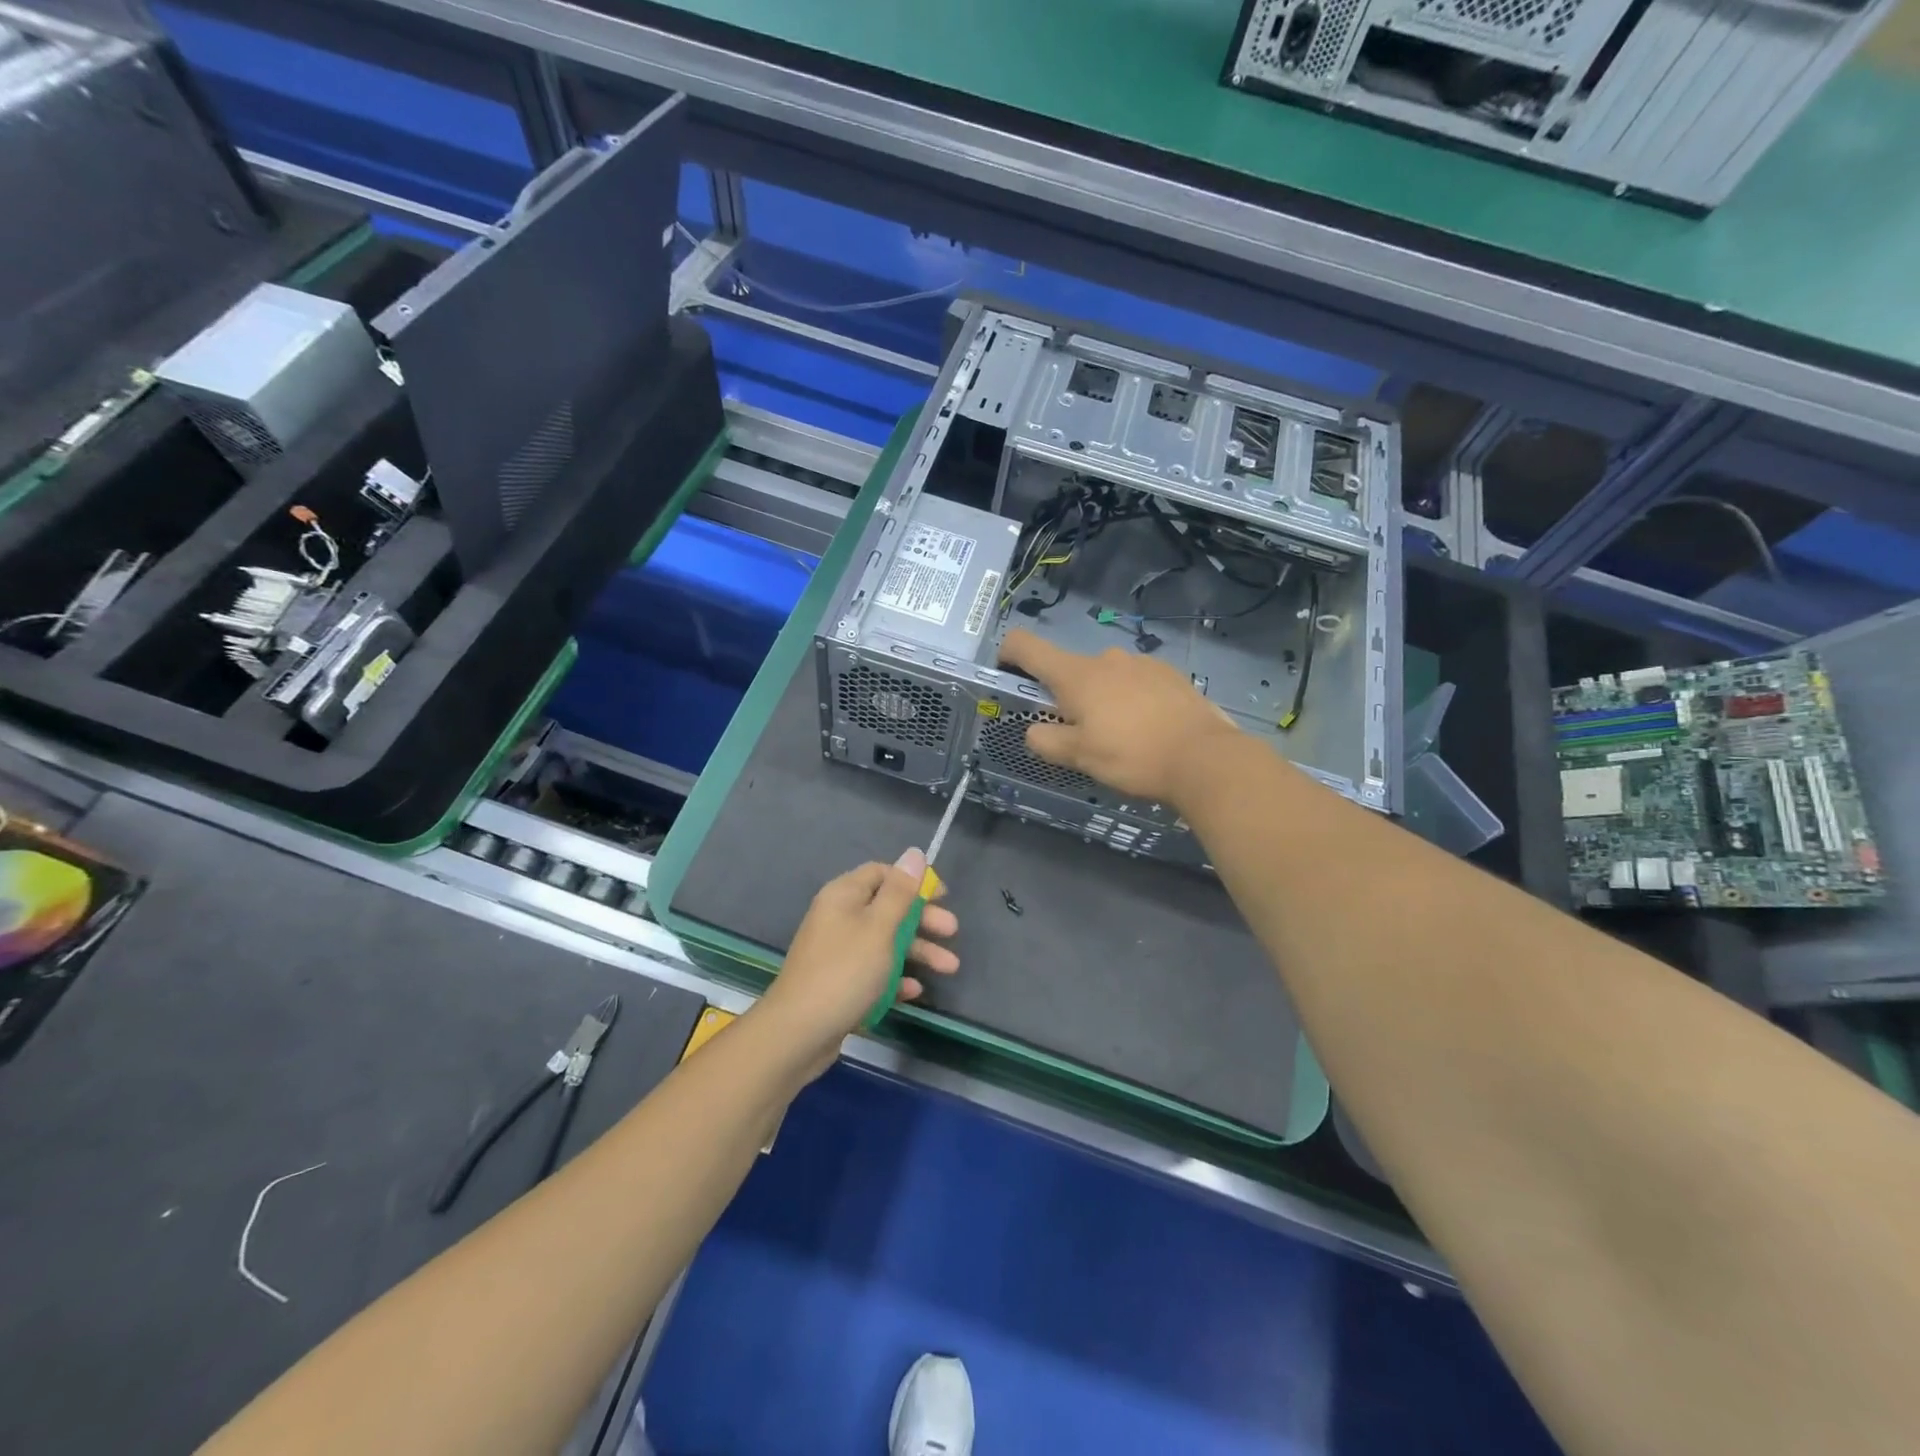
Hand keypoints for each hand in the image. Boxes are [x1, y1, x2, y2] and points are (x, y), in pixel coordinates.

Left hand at [757, 849, 959, 1074]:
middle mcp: (839, 918)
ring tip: (950, 968)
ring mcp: (838, 952)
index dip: (913, 881)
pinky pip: (874, 972)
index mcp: (844, 896)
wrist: (798, 1032)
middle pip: (888, 909)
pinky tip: (915, 991)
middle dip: (923, 920)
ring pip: (885, 943)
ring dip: (918, 952)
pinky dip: (895, 978)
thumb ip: (900, 892)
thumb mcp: (879, 927)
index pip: (882, 874)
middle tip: (952, 932)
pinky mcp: (840, 983)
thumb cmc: (845, 971)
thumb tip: (914, 853)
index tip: (942, 896)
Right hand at [999, 627, 1241, 806]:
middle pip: (1070, 669)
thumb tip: (1033, 731)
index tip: (1007, 672)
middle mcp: (1106, 659)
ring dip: (1102, 699)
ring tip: (1121, 736)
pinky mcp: (1170, 675)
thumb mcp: (1080, 757)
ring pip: (1106, 677)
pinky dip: (1132, 700)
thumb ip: (1047, 741)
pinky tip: (1148, 729)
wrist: (1204, 757)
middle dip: (1066, 696)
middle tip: (1080, 733)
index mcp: (1076, 675)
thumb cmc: (1132, 756)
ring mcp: (1142, 663)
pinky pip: (1137, 683)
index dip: (1008, 653)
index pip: (1027, 646)